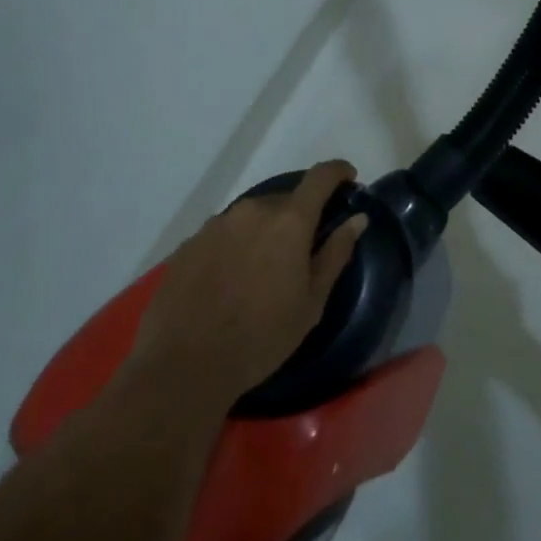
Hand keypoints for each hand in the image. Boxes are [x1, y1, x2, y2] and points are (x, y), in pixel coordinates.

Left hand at [127, 160, 368, 408]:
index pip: (320, 176)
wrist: (182, 368)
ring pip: (251, 217)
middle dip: (297, 218)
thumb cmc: (260, 338)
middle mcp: (252, 210)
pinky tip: (227, 283)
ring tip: (259, 273)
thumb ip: (335, 253)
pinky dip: (233, 248)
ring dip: (262, 233)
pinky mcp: (188, 245)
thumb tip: (358, 218)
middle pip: (284, 200)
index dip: (338, 171)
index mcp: (289, 220)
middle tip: (299, 253)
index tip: (348, 178)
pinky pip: (222, 235)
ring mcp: (216, 225)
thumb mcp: (311, 303)